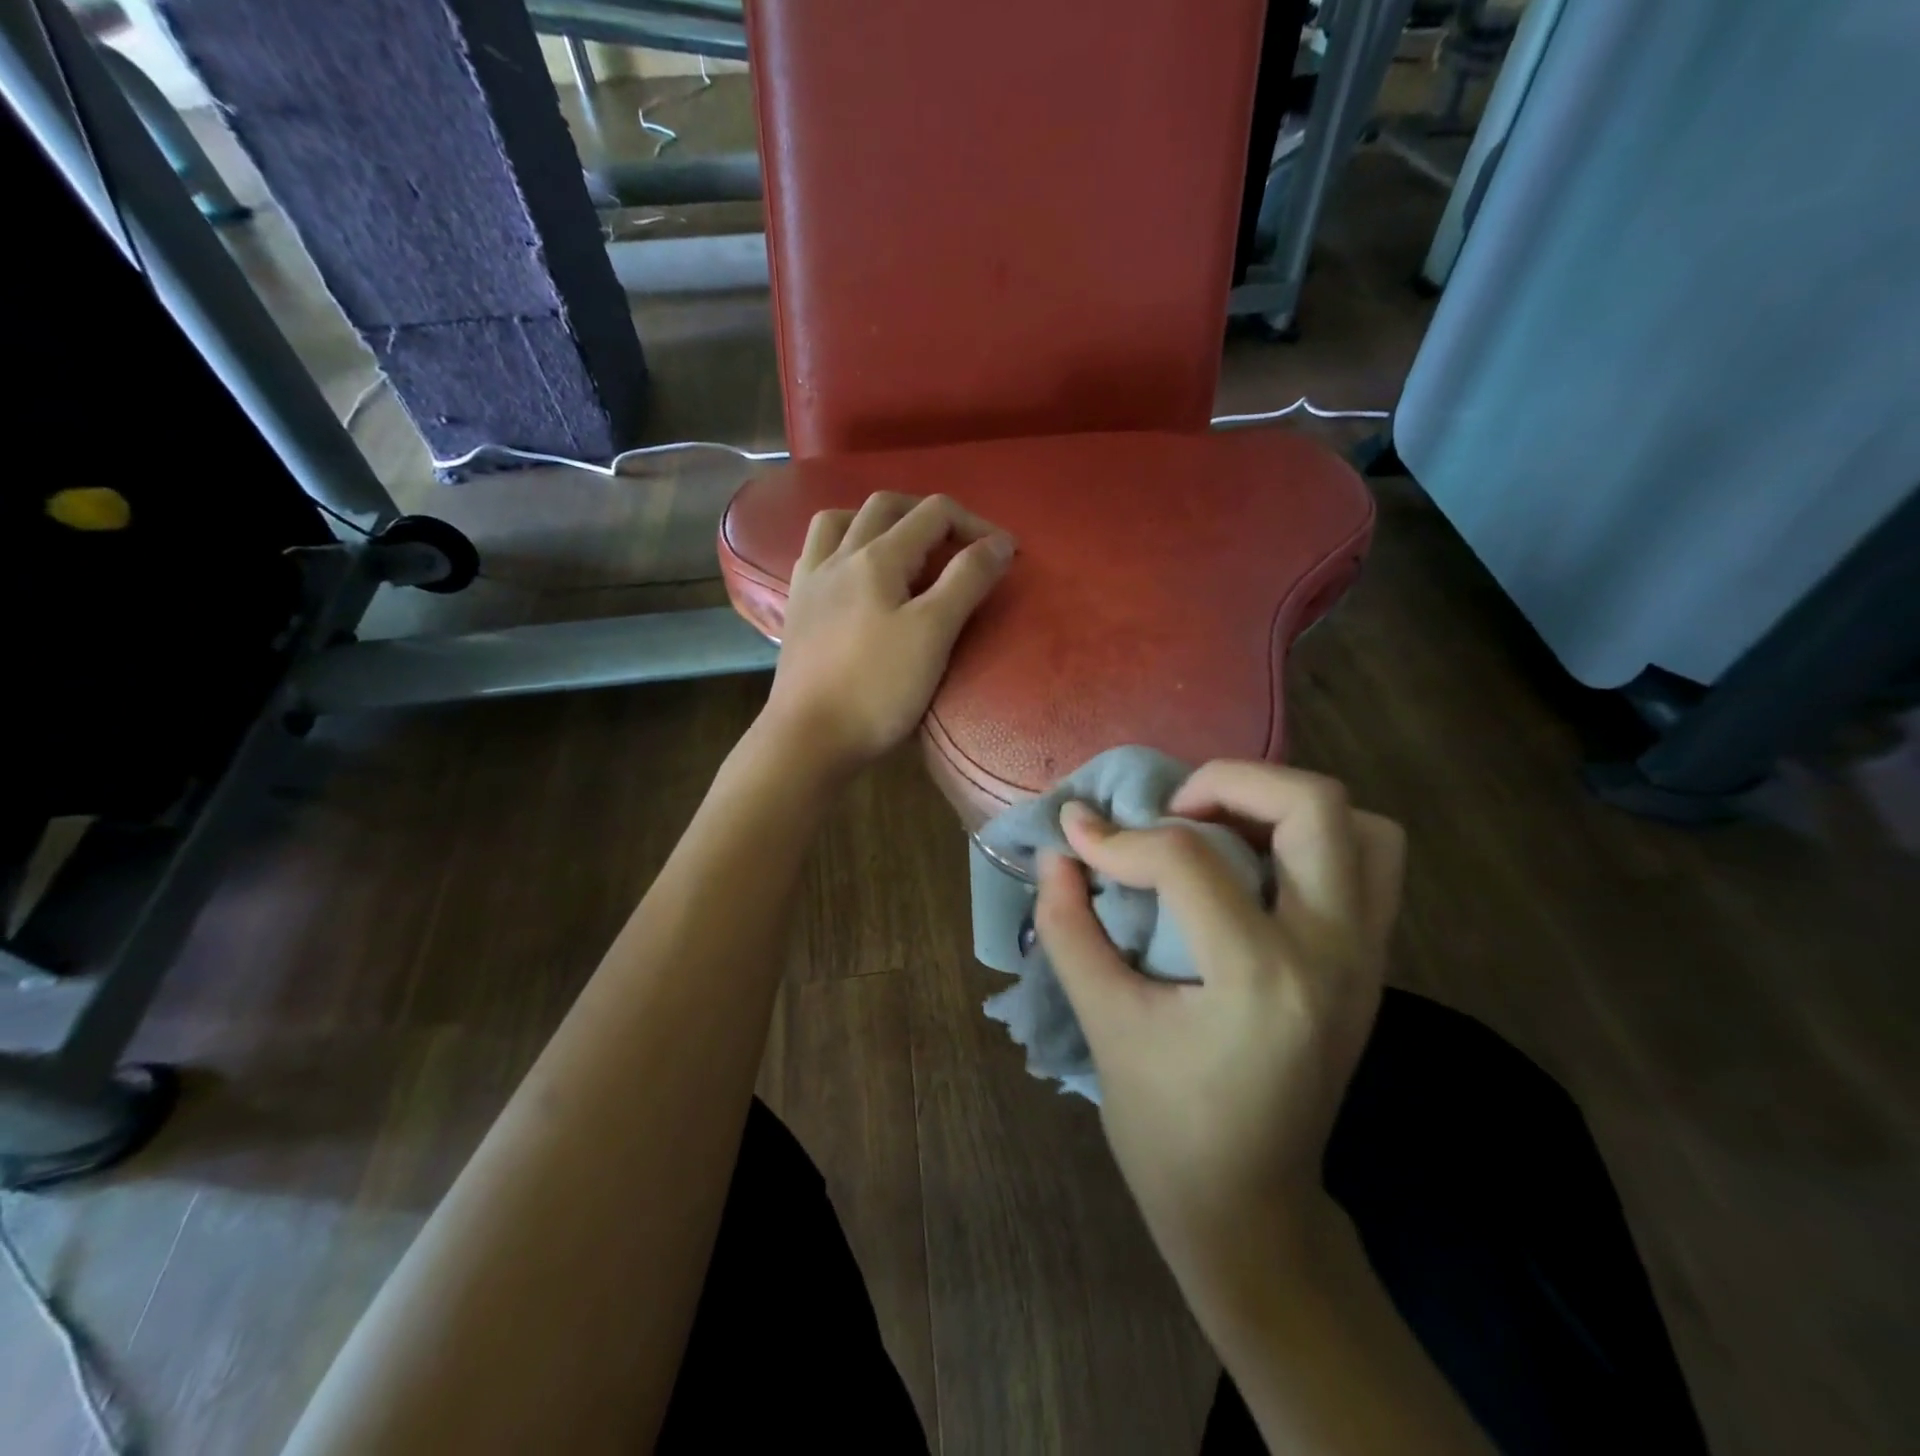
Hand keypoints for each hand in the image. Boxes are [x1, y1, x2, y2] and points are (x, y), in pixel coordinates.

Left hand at [762, 492, 1014, 775]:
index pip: (933, 514)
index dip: (976, 525)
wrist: (808, 738)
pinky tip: (853, 571)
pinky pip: (816, 553)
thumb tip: (998, 542)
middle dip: (929, 514)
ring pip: (841, 521)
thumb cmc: (877, 688)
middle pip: (886, 507)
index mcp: (877, 557)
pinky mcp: (797, 608)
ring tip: (902, 544)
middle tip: (958, 542)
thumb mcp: (933, 633)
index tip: (1005, 555)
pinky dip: (843, 545)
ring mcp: (811, 581)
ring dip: (877, 520)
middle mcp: (839, 556)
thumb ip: (967, 581)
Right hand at [1034, 762, 1404, 1302]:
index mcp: (1261, 978)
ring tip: (1220, 829)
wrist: (1251, 1211)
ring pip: (1362, 826)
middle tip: (1171, 812)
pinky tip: (1253, 866)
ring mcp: (1367, 957)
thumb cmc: (1167, 1129)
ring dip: (1284, 805)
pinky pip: (1369, 864)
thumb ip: (1070, 928)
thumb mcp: (1105, 1023)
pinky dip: (1314, 839)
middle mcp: (1333, 953)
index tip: (1077, 833)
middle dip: (1228, 782)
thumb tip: (1058, 852)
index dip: (1119, 837)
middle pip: (1312, 805)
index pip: (1188, 860)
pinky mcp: (1371, 964)